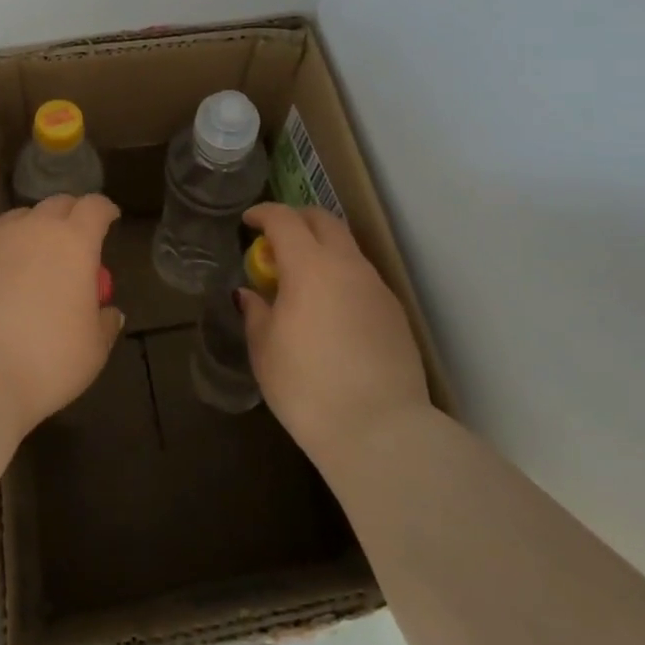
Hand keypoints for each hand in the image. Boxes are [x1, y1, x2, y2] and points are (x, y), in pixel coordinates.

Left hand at [0, 161, 122, 435]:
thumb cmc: (45, 363)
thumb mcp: (93, 350)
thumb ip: (103, 323)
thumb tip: (107, 310)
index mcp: (76, 243)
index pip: (96, 209)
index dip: (104, 212)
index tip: (109, 221)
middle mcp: (37, 226)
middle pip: (59, 206)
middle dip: (71, 217)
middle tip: (73, 241)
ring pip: (21, 215)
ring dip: (33, 224)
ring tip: (34, 248)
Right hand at [238, 202, 430, 460]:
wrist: (381, 431)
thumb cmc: (307, 387)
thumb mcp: (265, 350)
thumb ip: (256, 312)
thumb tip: (250, 294)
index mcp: (310, 266)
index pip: (284, 219)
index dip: (263, 213)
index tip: (248, 221)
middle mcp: (347, 266)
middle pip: (323, 220)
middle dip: (297, 220)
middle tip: (276, 239)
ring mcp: (376, 288)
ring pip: (347, 248)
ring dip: (322, 249)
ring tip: (302, 279)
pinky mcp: (395, 313)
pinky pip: (362, 278)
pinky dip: (341, 277)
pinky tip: (330, 310)